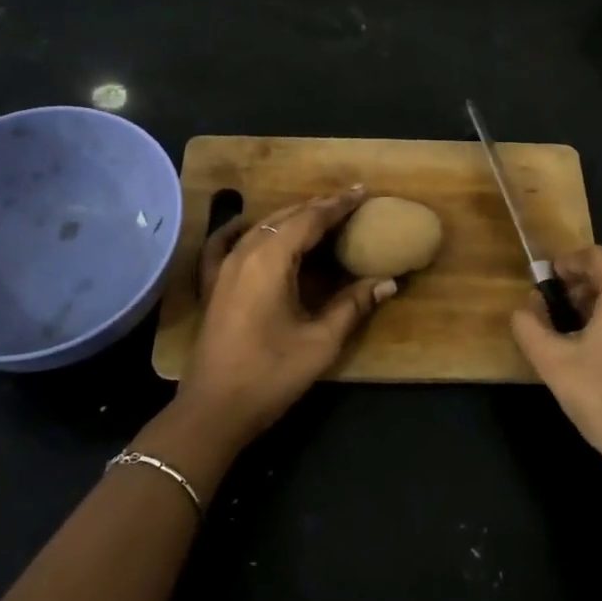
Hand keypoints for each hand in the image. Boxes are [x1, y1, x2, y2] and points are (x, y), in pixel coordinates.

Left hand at [181, 187, 396, 439]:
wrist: (214, 409)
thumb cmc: (271, 374)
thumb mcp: (320, 341)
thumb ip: (353, 305)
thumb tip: (389, 282)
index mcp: (271, 260)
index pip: (310, 219)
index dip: (339, 204)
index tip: (363, 191)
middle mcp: (245, 252)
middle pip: (286, 217)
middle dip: (318, 207)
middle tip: (349, 202)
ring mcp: (223, 267)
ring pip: (261, 226)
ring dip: (291, 217)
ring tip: (319, 215)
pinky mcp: (213, 284)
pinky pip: (227, 242)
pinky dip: (245, 229)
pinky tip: (251, 227)